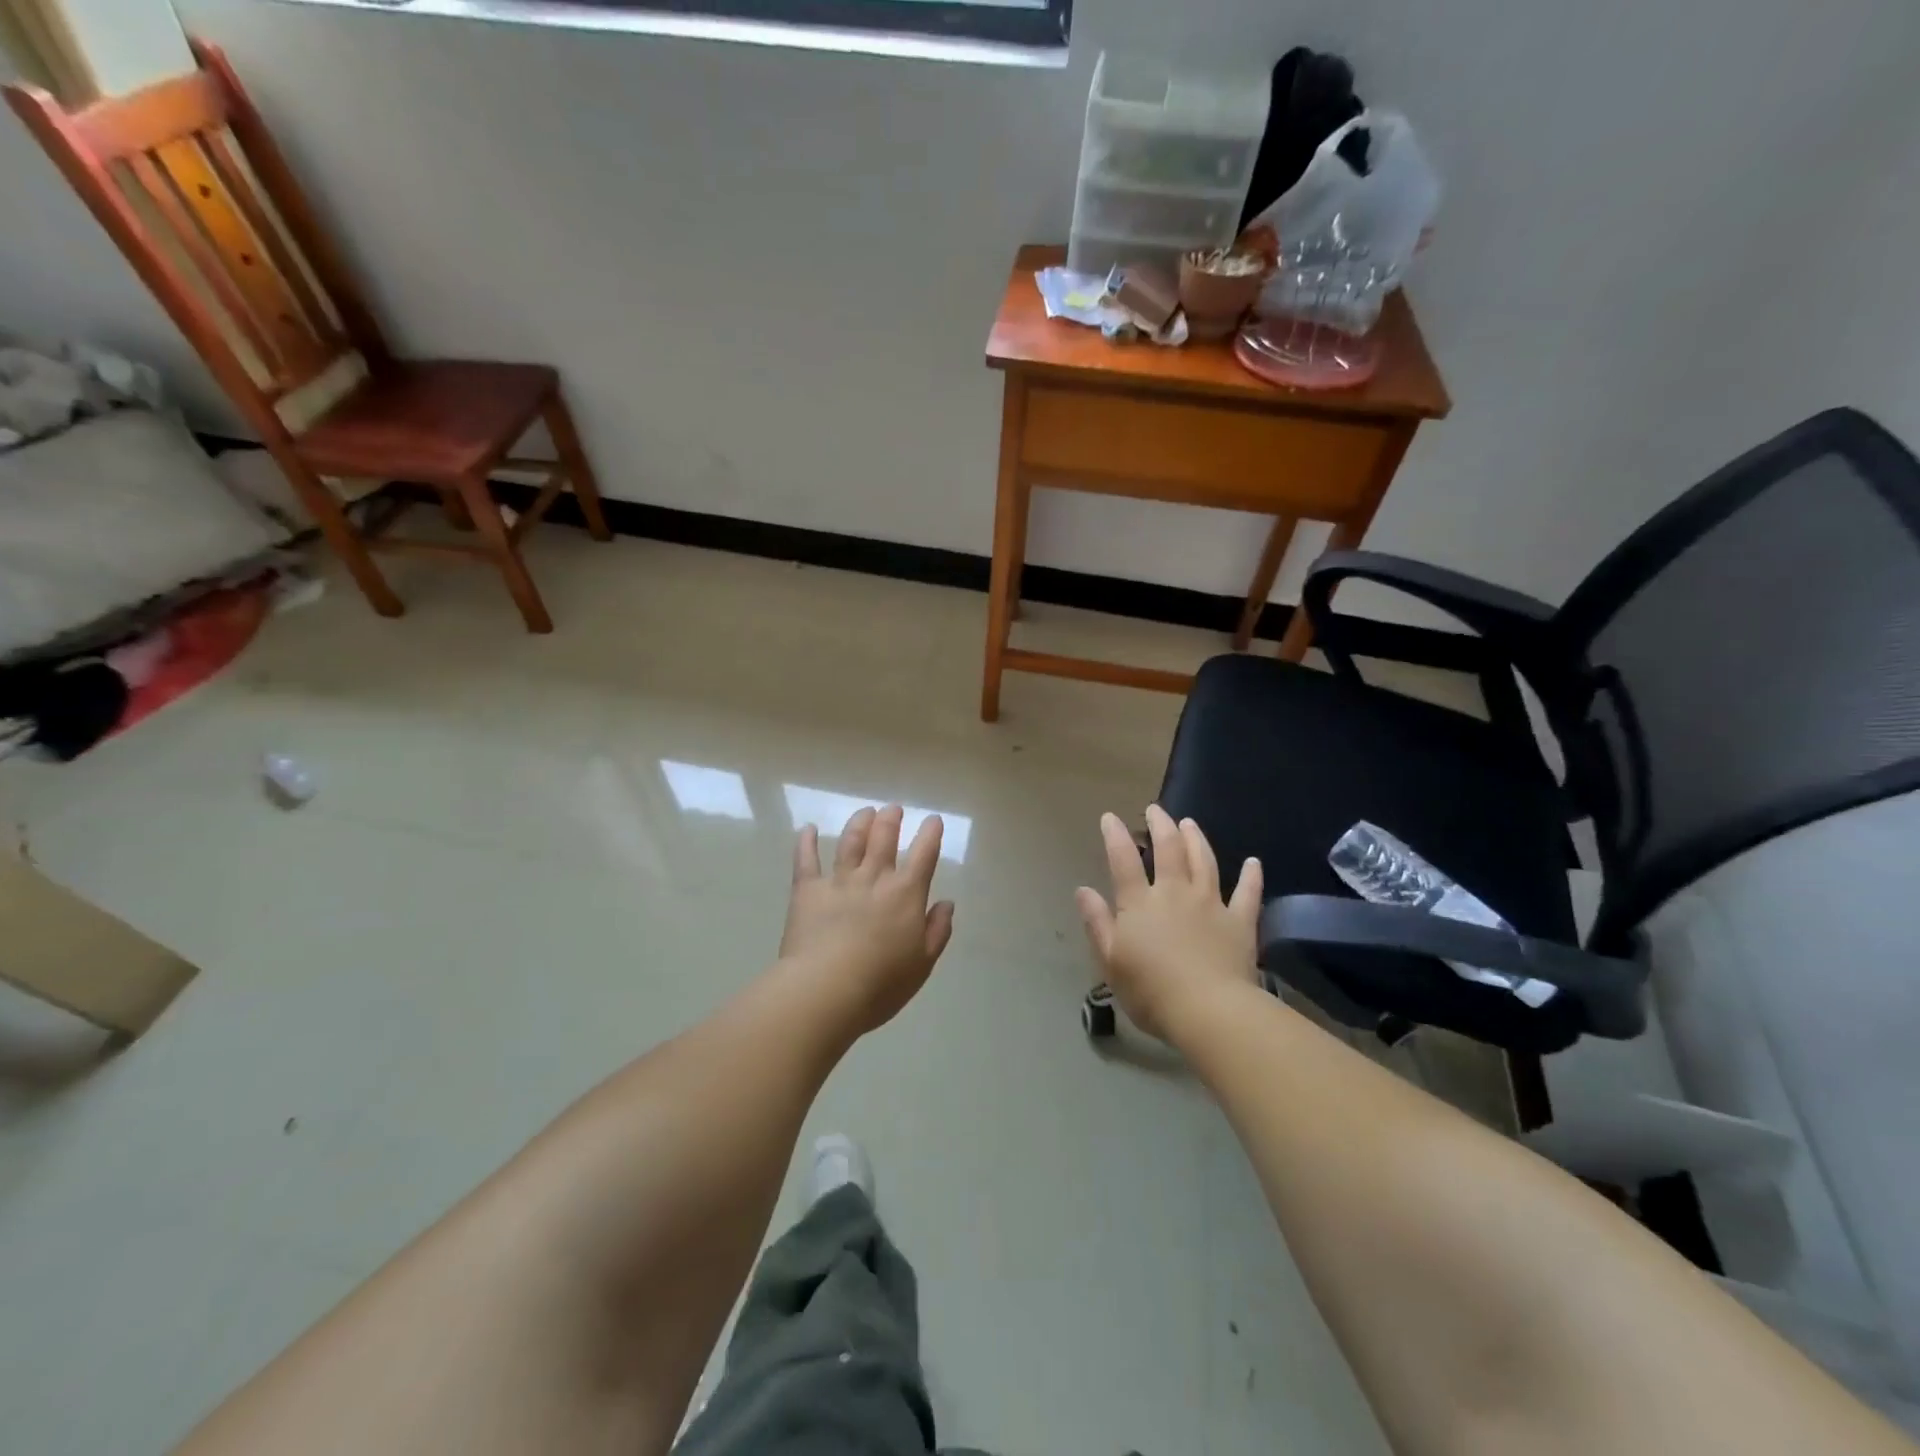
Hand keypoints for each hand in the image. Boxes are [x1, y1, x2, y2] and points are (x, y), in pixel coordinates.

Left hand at [779, 804, 955, 1035]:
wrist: (825, 990)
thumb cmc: (881, 983)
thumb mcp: (922, 963)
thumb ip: (937, 930)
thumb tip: (947, 903)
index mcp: (905, 894)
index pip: (924, 854)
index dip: (930, 834)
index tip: (933, 820)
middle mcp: (874, 878)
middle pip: (884, 838)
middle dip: (891, 819)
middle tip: (893, 809)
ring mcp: (838, 881)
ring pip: (850, 842)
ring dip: (860, 823)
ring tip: (865, 812)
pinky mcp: (807, 890)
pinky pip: (806, 860)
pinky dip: (807, 842)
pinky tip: (809, 829)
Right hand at [1075, 805, 1262, 1041]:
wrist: (1208, 1010)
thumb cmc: (1151, 991)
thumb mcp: (1111, 960)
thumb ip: (1097, 922)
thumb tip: (1082, 890)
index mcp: (1140, 904)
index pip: (1123, 861)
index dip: (1115, 836)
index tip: (1110, 817)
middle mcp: (1175, 893)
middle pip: (1168, 850)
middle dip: (1160, 826)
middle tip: (1155, 809)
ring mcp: (1211, 904)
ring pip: (1204, 861)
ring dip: (1196, 839)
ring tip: (1190, 823)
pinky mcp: (1240, 922)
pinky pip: (1248, 894)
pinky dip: (1251, 876)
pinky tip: (1254, 862)